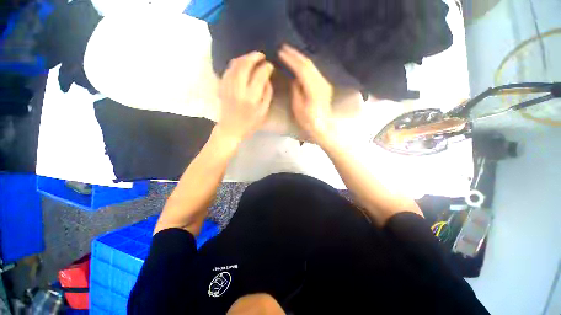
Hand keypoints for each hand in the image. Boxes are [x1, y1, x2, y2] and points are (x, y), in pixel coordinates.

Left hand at [217, 51, 273, 143]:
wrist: (230, 129)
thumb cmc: (250, 124)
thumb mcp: (263, 112)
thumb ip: (267, 95)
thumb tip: (267, 79)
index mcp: (251, 99)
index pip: (260, 76)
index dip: (266, 68)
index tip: (270, 66)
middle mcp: (239, 90)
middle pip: (245, 65)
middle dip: (254, 57)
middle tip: (261, 56)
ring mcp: (228, 87)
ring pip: (234, 65)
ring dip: (244, 58)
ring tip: (252, 58)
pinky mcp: (222, 87)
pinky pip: (228, 70)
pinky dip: (235, 64)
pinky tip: (241, 65)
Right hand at [279, 45, 333, 144]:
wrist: (323, 127)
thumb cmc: (308, 121)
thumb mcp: (298, 108)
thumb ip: (296, 91)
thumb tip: (295, 79)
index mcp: (313, 89)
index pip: (301, 69)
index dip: (291, 60)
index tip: (281, 52)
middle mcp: (321, 83)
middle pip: (308, 64)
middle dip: (296, 55)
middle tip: (284, 48)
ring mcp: (325, 84)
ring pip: (313, 66)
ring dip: (301, 58)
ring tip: (291, 53)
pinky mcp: (325, 86)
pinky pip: (315, 71)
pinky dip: (306, 65)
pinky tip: (301, 64)